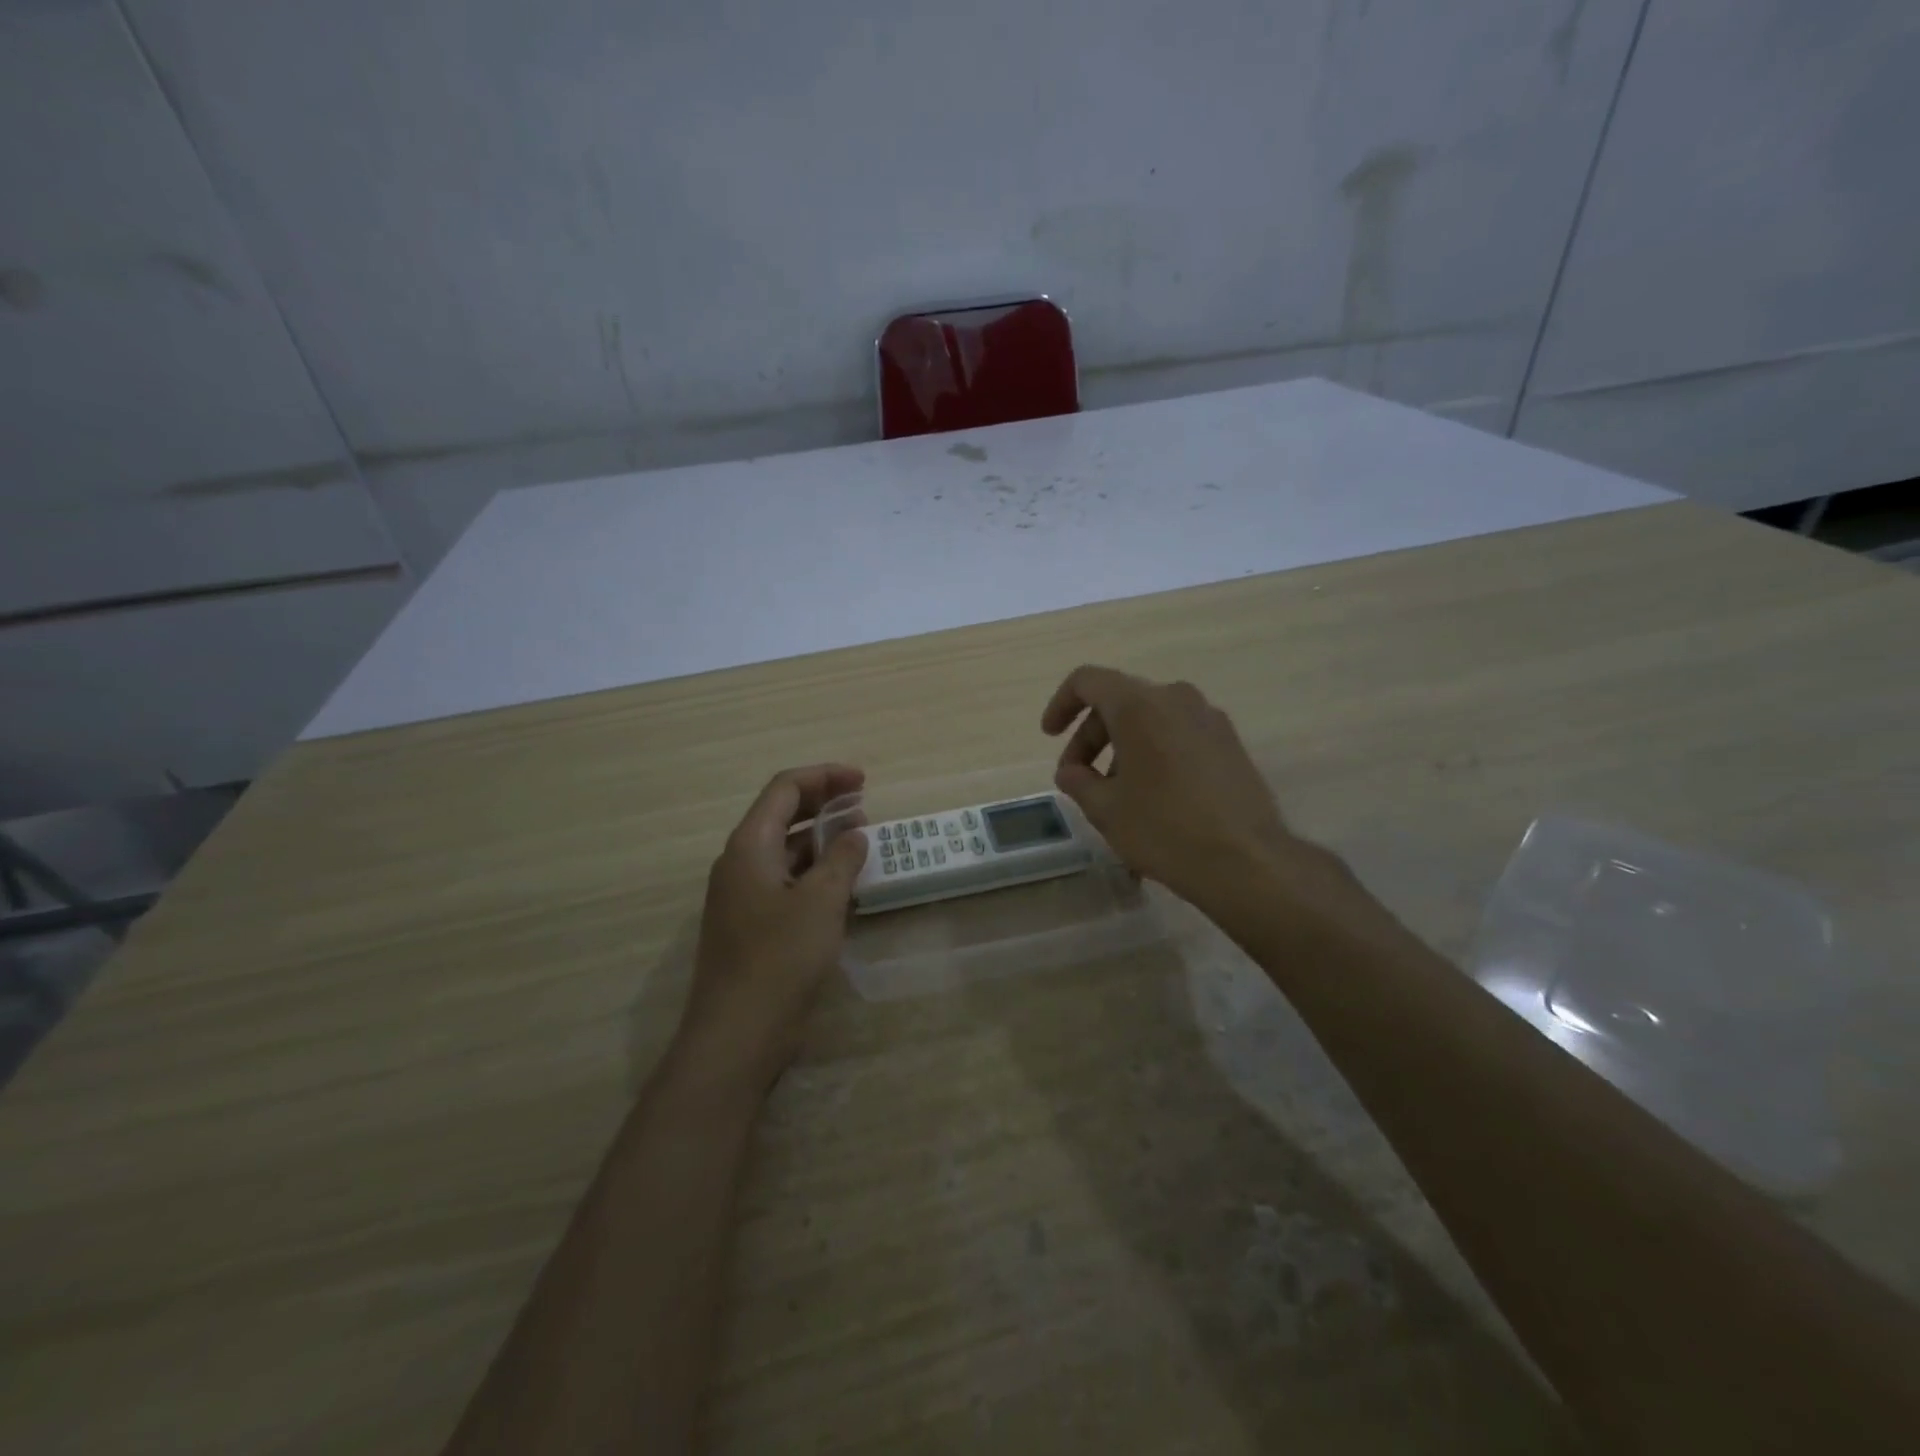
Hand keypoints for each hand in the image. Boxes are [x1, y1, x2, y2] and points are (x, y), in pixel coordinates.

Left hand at [675, 764, 868, 1093]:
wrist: (738, 1034)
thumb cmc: (780, 958)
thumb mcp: (822, 901)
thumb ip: (841, 859)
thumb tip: (854, 833)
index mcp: (749, 846)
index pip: (785, 789)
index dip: (825, 777)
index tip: (864, 781)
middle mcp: (740, 863)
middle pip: (782, 815)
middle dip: (824, 804)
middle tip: (865, 805)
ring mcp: (744, 896)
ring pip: (785, 851)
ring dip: (822, 840)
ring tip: (862, 841)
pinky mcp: (753, 925)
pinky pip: (786, 883)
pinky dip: (815, 873)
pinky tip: (844, 885)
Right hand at [1041, 666, 1346, 914]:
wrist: (1246, 860)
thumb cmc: (1163, 829)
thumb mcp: (1105, 809)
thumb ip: (1078, 781)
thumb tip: (1071, 771)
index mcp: (1139, 705)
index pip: (1087, 681)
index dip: (1061, 704)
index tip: (1050, 736)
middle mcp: (1176, 698)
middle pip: (1119, 701)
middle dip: (1091, 736)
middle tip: (1079, 779)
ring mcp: (1209, 718)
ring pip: (1151, 718)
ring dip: (1123, 746)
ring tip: (1116, 794)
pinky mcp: (1230, 742)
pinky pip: (1178, 733)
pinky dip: (1154, 752)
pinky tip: (1153, 795)